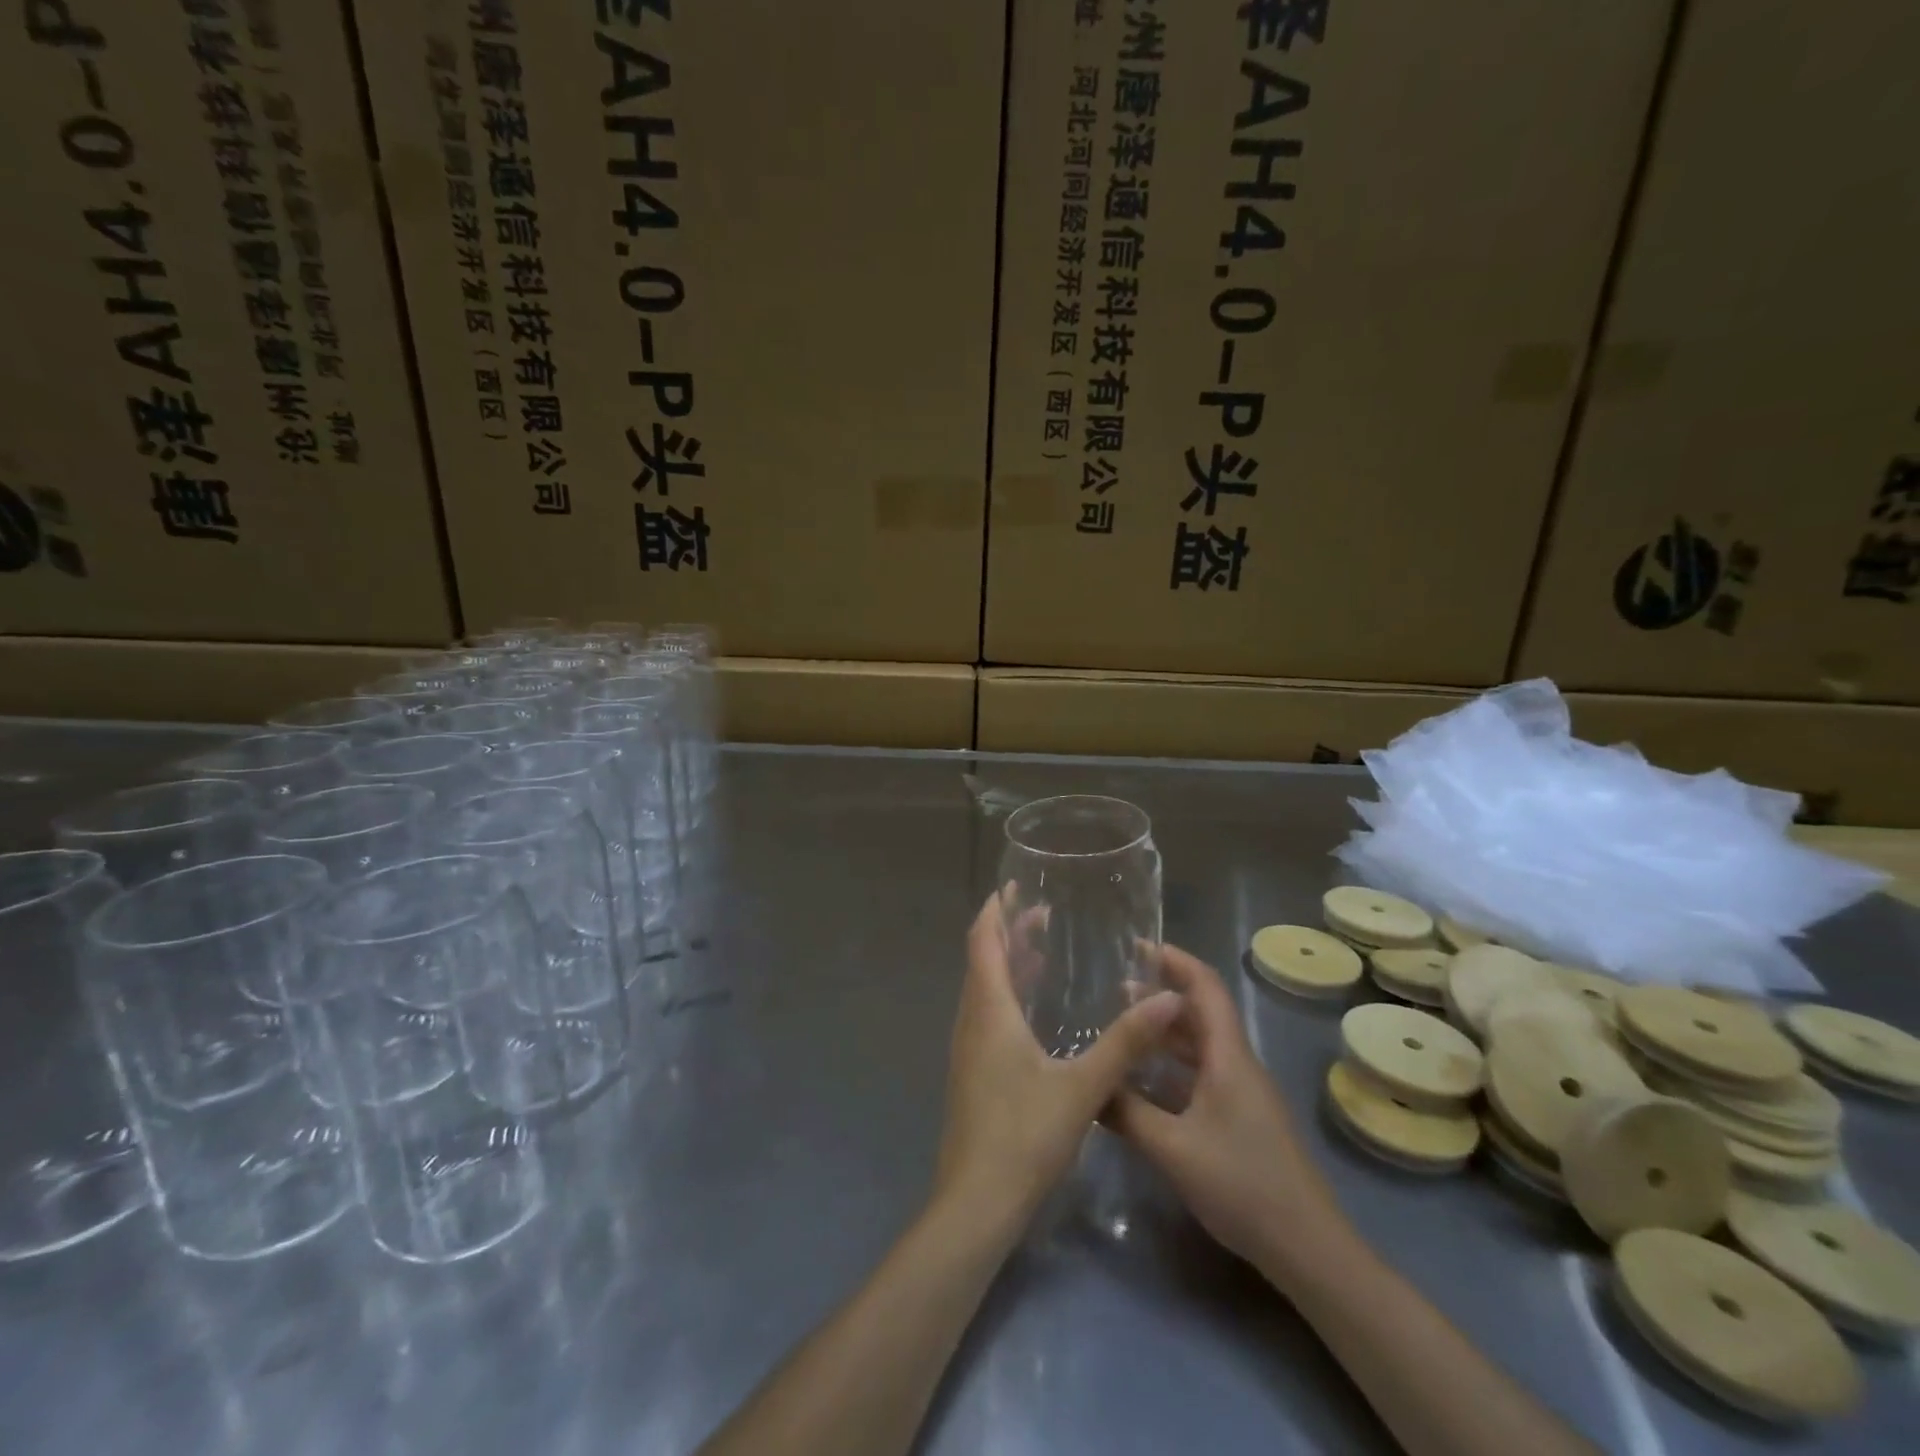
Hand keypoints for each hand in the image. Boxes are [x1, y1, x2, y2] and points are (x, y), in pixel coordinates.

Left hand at [934, 892, 1182, 1232]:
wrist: (976, 1203)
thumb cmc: (1024, 1136)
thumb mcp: (1084, 1086)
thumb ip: (1126, 1042)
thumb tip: (1169, 996)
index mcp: (990, 1011)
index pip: (983, 942)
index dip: (994, 911)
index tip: (1012, 887)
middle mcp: (971, 1022)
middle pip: (982, 962)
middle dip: (1007, 934)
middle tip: (1040, 915)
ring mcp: (967, 1051)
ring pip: (983, 991)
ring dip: (1006, 966)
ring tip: (1040, 954)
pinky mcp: (972, 1075)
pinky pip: (986, 1017)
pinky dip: (1006, 997)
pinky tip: (1033, 1016)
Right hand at [1109, 945, 1350, 1283]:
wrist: (1309, 1249)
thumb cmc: (1242, 1185)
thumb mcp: (1173, 1149)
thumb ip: (1127, 1113)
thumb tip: (1088, 1087)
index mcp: (1228, 1056)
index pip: (1205, 987)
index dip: (1175, 960)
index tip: (1138, 946)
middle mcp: (1237, 1064)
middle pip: (1201, 1012)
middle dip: (1162, 994)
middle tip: (1115, 989)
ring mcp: (1242, 1093)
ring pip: (1201, 1046)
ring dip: (1166, 1032)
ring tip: (1124, 1028)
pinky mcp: (1242, 1119)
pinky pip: (1202, 1075)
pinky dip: (1173, 1066)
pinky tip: (1144, 1082)